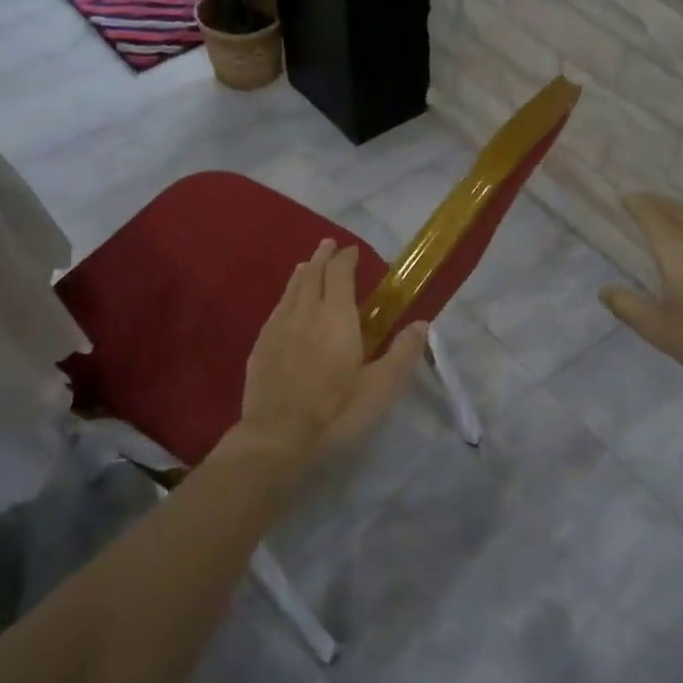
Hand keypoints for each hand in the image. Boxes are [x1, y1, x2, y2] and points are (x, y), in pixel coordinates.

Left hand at [233, 239, 427, 471]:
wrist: (277, 437)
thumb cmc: (336, 411)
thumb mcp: (381, 387)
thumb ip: (403, 353)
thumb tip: (422, 323)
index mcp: (336, 316)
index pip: (340, 273)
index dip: (346, 258)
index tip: (352, 251)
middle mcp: (304, 312)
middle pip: (312, 274)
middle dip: (322, 257)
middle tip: (329, 246)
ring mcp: (277, 327)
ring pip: (290, 289)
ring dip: (302, 273)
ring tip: (308, 266)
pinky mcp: (260, 346)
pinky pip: (276, 309)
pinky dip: (286, 297)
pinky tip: (286, 306)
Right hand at [600, 193, 682, 401]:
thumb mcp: (658, 329)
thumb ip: (628, 307)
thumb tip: (605, 290)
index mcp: (680, 252)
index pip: (654, 217)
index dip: (638, 205)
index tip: (624, 198)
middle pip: (680, 212)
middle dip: (659, 203)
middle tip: (642, 201)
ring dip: (682, 213)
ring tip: (670, 215)